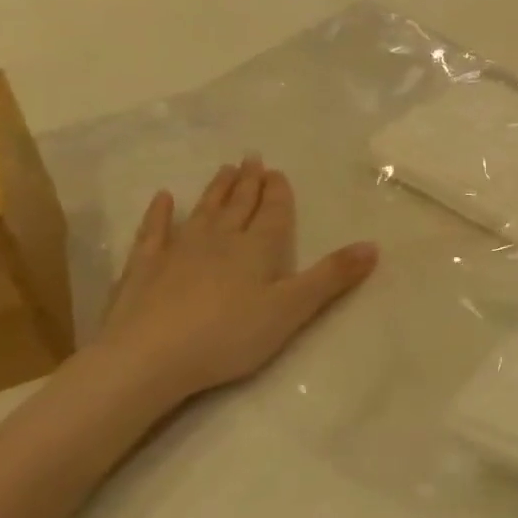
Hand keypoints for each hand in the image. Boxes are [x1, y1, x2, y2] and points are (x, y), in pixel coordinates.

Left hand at [87, 158, 376, 411]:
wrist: (147, 358)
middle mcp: (221, 239)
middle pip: (239, 205)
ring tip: (225, 169)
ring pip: (203, 211)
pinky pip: (153, 232)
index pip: (272, 212)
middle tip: (252, 159)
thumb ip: (332, 276)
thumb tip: (373, 245)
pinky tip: (162, 199)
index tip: (277, 172)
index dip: (277, 192)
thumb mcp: (292, 309)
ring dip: (216, 190)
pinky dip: (159, 214)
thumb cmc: (229, 335)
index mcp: (258, 248)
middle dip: (248, 182)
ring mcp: (178, 251)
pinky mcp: (144, 268)